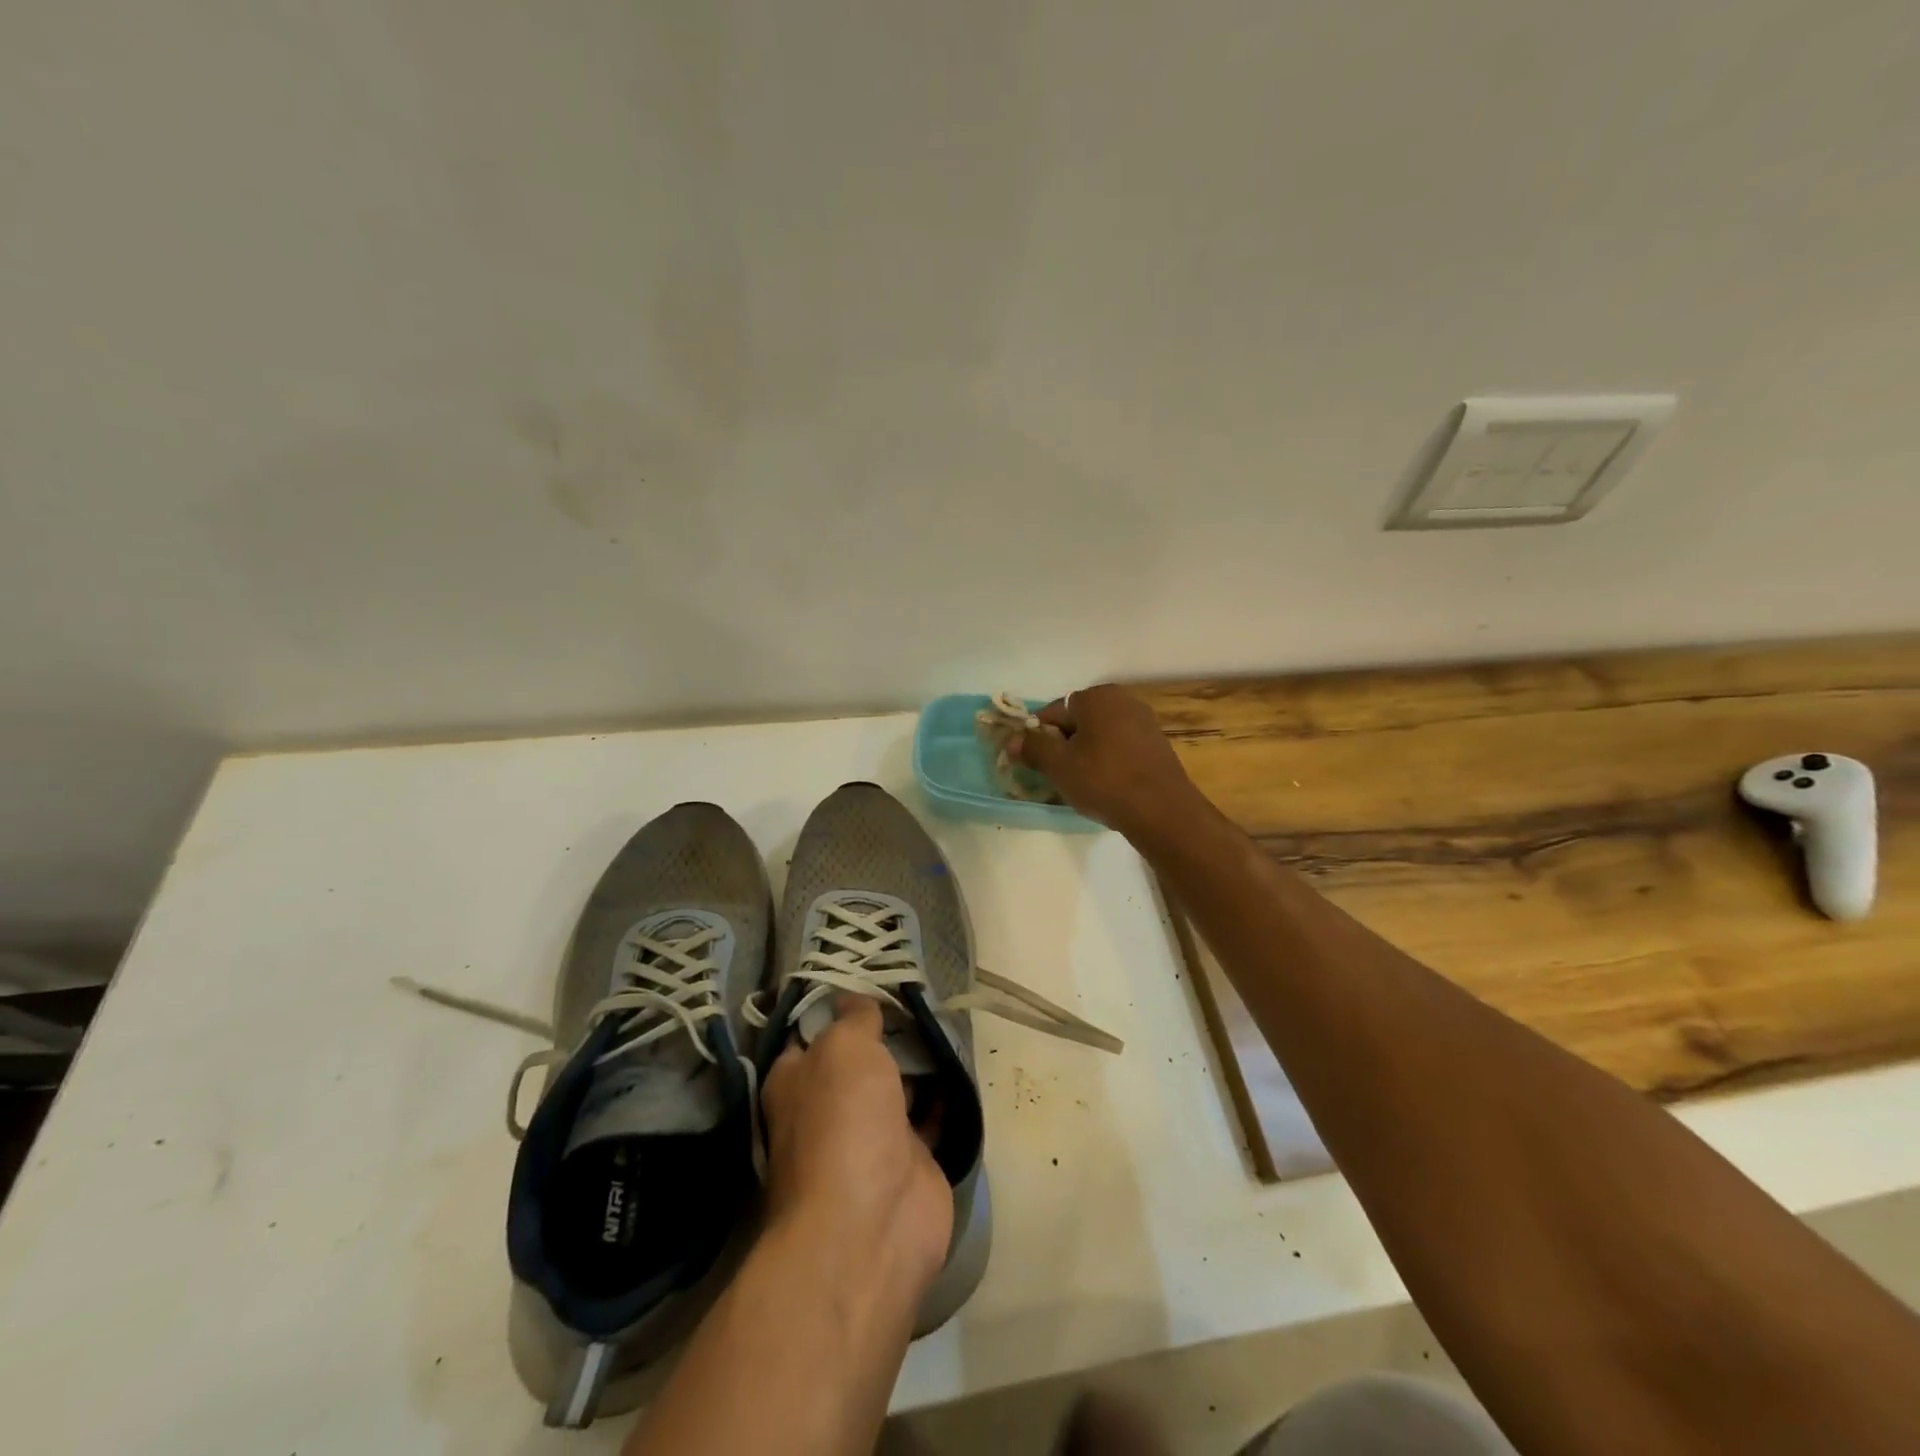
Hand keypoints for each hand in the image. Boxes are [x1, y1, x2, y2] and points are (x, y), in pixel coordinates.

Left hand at [760, 997, 952, 1296]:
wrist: (872, 1224)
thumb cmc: (844, 1121)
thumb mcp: (844, 1048)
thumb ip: (854, 1018)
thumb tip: (855, 998)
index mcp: (798, 1080)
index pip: (815, 1032)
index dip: (841, 1007)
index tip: (873, 980)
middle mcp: (830, 1106)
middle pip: (861, 1057)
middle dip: (888, 1031)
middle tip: (921, 996)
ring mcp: (871, 1136)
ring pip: (898, 1085)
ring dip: (919, 1061)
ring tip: (947, 1020)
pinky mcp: (912, 1160)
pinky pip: (930, 1115)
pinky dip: (945, 1094)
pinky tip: (960, 1064)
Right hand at [1014, 683, 1204, 841]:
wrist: (1162, 810)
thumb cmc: (1104, 780)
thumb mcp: (1059, 765)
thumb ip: (1032, 747)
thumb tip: (1011, 739)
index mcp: (1096, 696)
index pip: (1052, 713)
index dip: (1037, 738)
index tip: (1033, 763)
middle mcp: (1122, 699)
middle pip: (1077, 722)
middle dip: (1063, 746)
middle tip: (1057, 776)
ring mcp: (1143, 721)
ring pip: (1099, 736)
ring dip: (1085, 755)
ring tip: (1081, 784)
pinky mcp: (1156, 744)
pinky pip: (1120, 747)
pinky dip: (1108, 761)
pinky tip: (1106, 785)